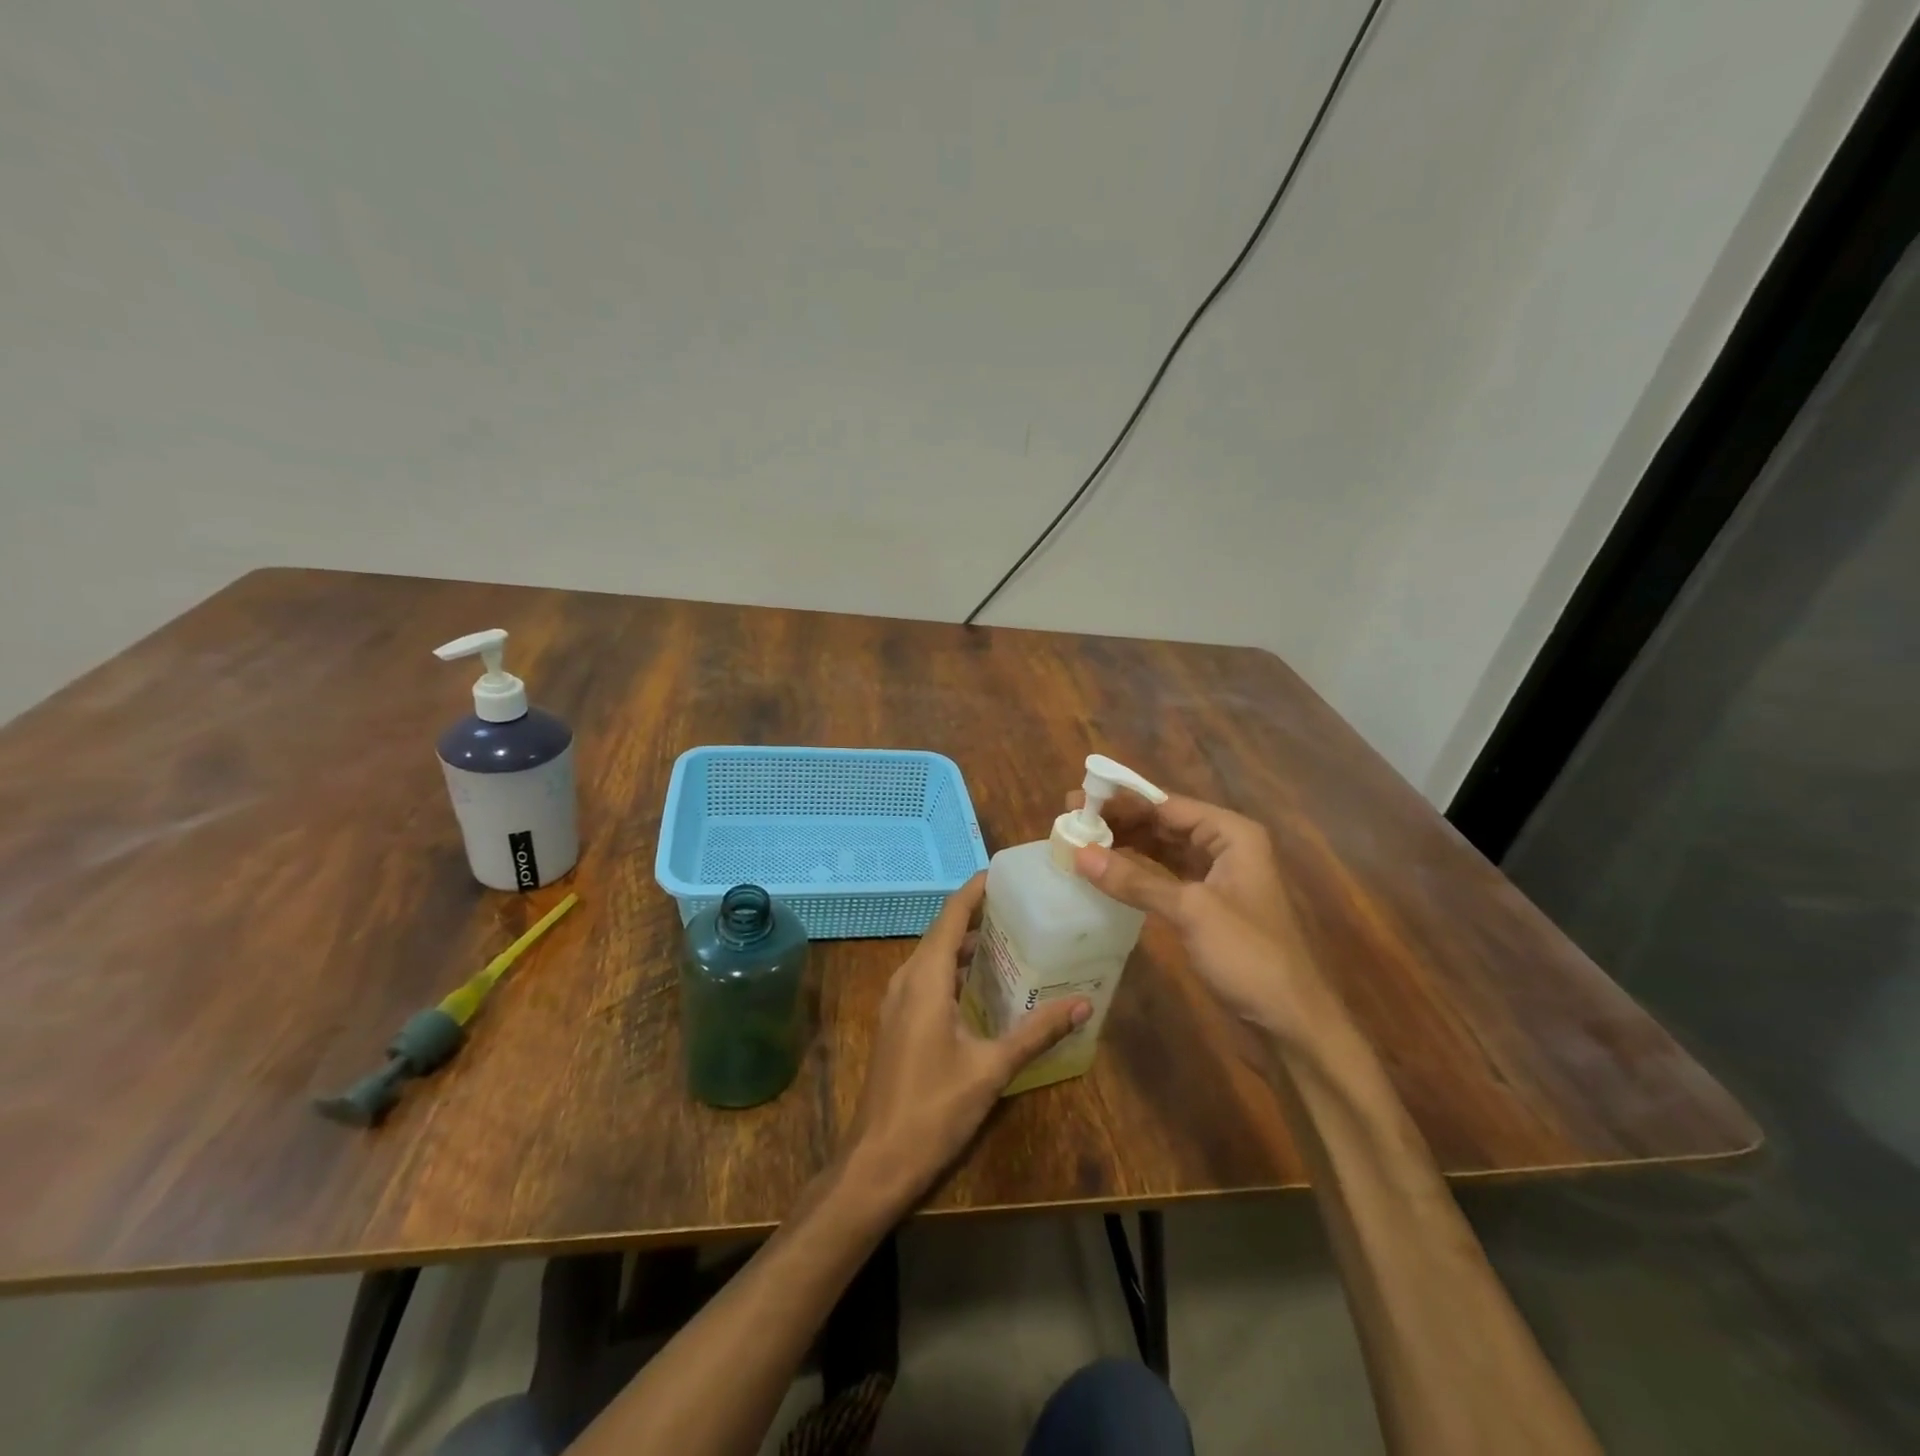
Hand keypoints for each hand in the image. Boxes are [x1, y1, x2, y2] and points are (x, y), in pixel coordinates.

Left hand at [843, 873, 1087, 1203]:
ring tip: (1010, 940)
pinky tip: (983, 985)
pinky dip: (954, 970)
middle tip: (1021, 908)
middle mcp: (906, 980)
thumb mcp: (991, 1069)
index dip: (975, 890)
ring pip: (933, 957)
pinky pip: (927, 979)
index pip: (951, 916)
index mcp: (925, 979)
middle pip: (942, 932)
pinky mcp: (897, 1022)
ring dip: (966, 944)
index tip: (1005, 874)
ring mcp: (897, 1002)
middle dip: (977, 916)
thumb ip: (1036, 1033)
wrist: (877, 1161)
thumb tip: (1082, 1004)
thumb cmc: (934, 1109)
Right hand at [1069, 788, 1318, 1036]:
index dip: (1120, 802)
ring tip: (1080, 842)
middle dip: (1118, 821)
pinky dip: (1136, 873)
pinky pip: (1164, 876)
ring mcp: (1216, 877)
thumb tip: (1078, 853)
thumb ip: (1134, 881)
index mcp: (1231, 834)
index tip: (1076, 800)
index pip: (1166, 804)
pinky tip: (1106, 873)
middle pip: (1163, 823)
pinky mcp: (1206, 905)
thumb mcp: (1190, 912)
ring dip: (1124, 845)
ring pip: (1161, 849)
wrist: (1289, 1022)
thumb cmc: (1248, 956)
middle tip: (1070, 821)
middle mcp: (1225, 846)